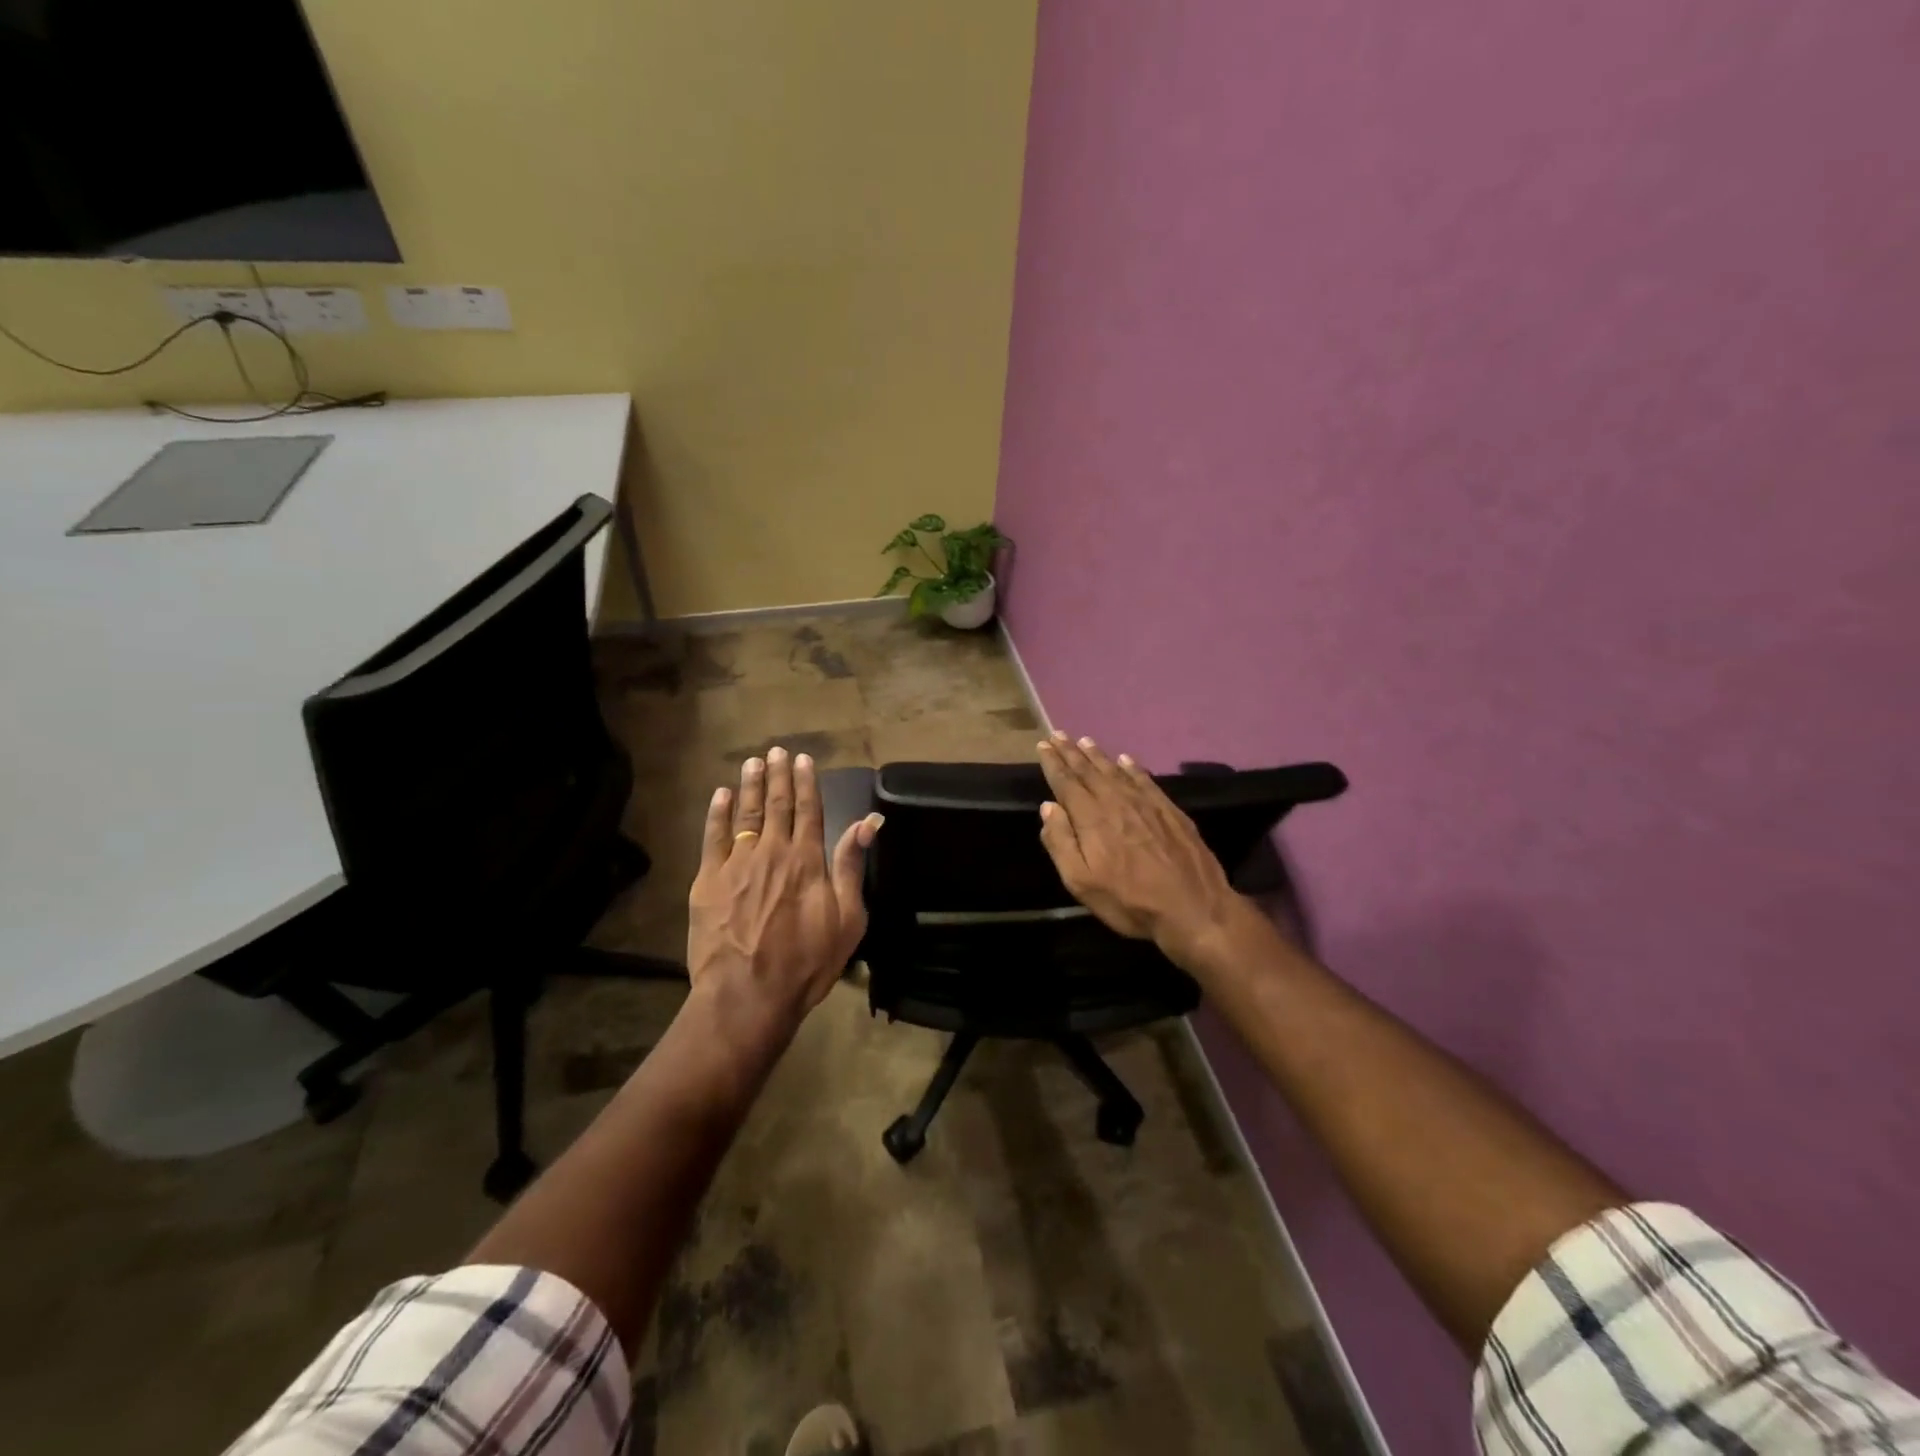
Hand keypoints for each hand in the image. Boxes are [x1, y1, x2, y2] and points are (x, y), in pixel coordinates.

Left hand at [687, 747, 882, 1039]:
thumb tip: (869, 821)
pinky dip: (718, 813)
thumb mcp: (848, 918)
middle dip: (778, 776)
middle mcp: (772, 851)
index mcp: (807, 859)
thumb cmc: (807, 962)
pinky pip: (713, 837)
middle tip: (776, 751)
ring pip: (746, 814)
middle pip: (777, 805)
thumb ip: (852, 865)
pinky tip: (721, 795)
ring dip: (750, 786)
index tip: (803, 760)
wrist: (748, 994)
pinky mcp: (707, 880)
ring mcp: (737, 863)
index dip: (806, 783)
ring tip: (752, 762)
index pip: (809, 810)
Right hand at [1036, 732, 1250, 971]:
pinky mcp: (1170, 810)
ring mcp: (1146, 804)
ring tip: (1085, 740)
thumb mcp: (1082, 883)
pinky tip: (1126, 760)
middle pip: (1089, 771)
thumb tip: (1048, 807)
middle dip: (1071, 752)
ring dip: (1098, 755)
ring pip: (1116, 771)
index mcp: (1092, 819)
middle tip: (1058, 734)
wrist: (1193, 908)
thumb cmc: (1129, 901)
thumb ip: (1061, 843)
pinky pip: (1145, 779)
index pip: (1067, 783)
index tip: (1043, 745)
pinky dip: (1132, 767)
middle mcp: (1117, 802)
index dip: (1053, 763)